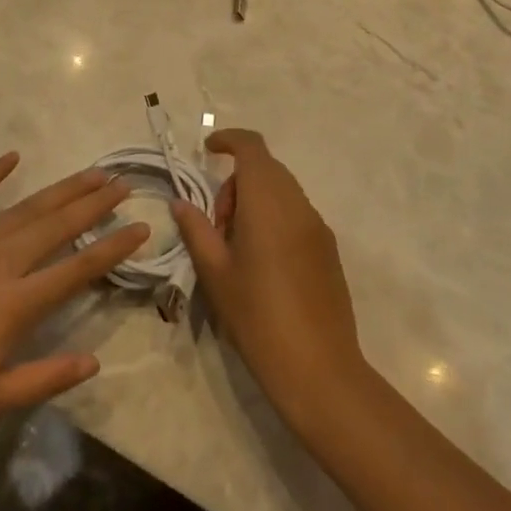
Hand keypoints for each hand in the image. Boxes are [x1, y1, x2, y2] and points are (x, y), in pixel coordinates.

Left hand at [0, 153, 148, 436]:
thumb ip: (44, 379)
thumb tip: (93, 362)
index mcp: (15, 303)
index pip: (77, 269)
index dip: (112, 247)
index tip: (141, 227)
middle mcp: (0, 262)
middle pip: (57, 226)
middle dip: (94, 203)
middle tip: (123, 182)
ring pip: (25, 209)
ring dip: (61, 190)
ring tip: (90, 173)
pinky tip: (11, 157)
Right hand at [171, 129, 366, 424]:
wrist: (319, 369)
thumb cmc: (258, 317)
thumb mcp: (216, 274)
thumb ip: (197, 230)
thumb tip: (181, 203)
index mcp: (268, 203)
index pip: (252, 148)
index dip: (229, 140)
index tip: (208, 151)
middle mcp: (298, 204)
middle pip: (266, 168)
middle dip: (236, 183)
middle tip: (216, 224)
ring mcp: (318, 226)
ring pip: (282, 190)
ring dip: (255, 200)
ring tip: (237, 246)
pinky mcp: (328, 249)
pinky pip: (296, 213)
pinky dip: (274, 217)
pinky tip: (263, 261)